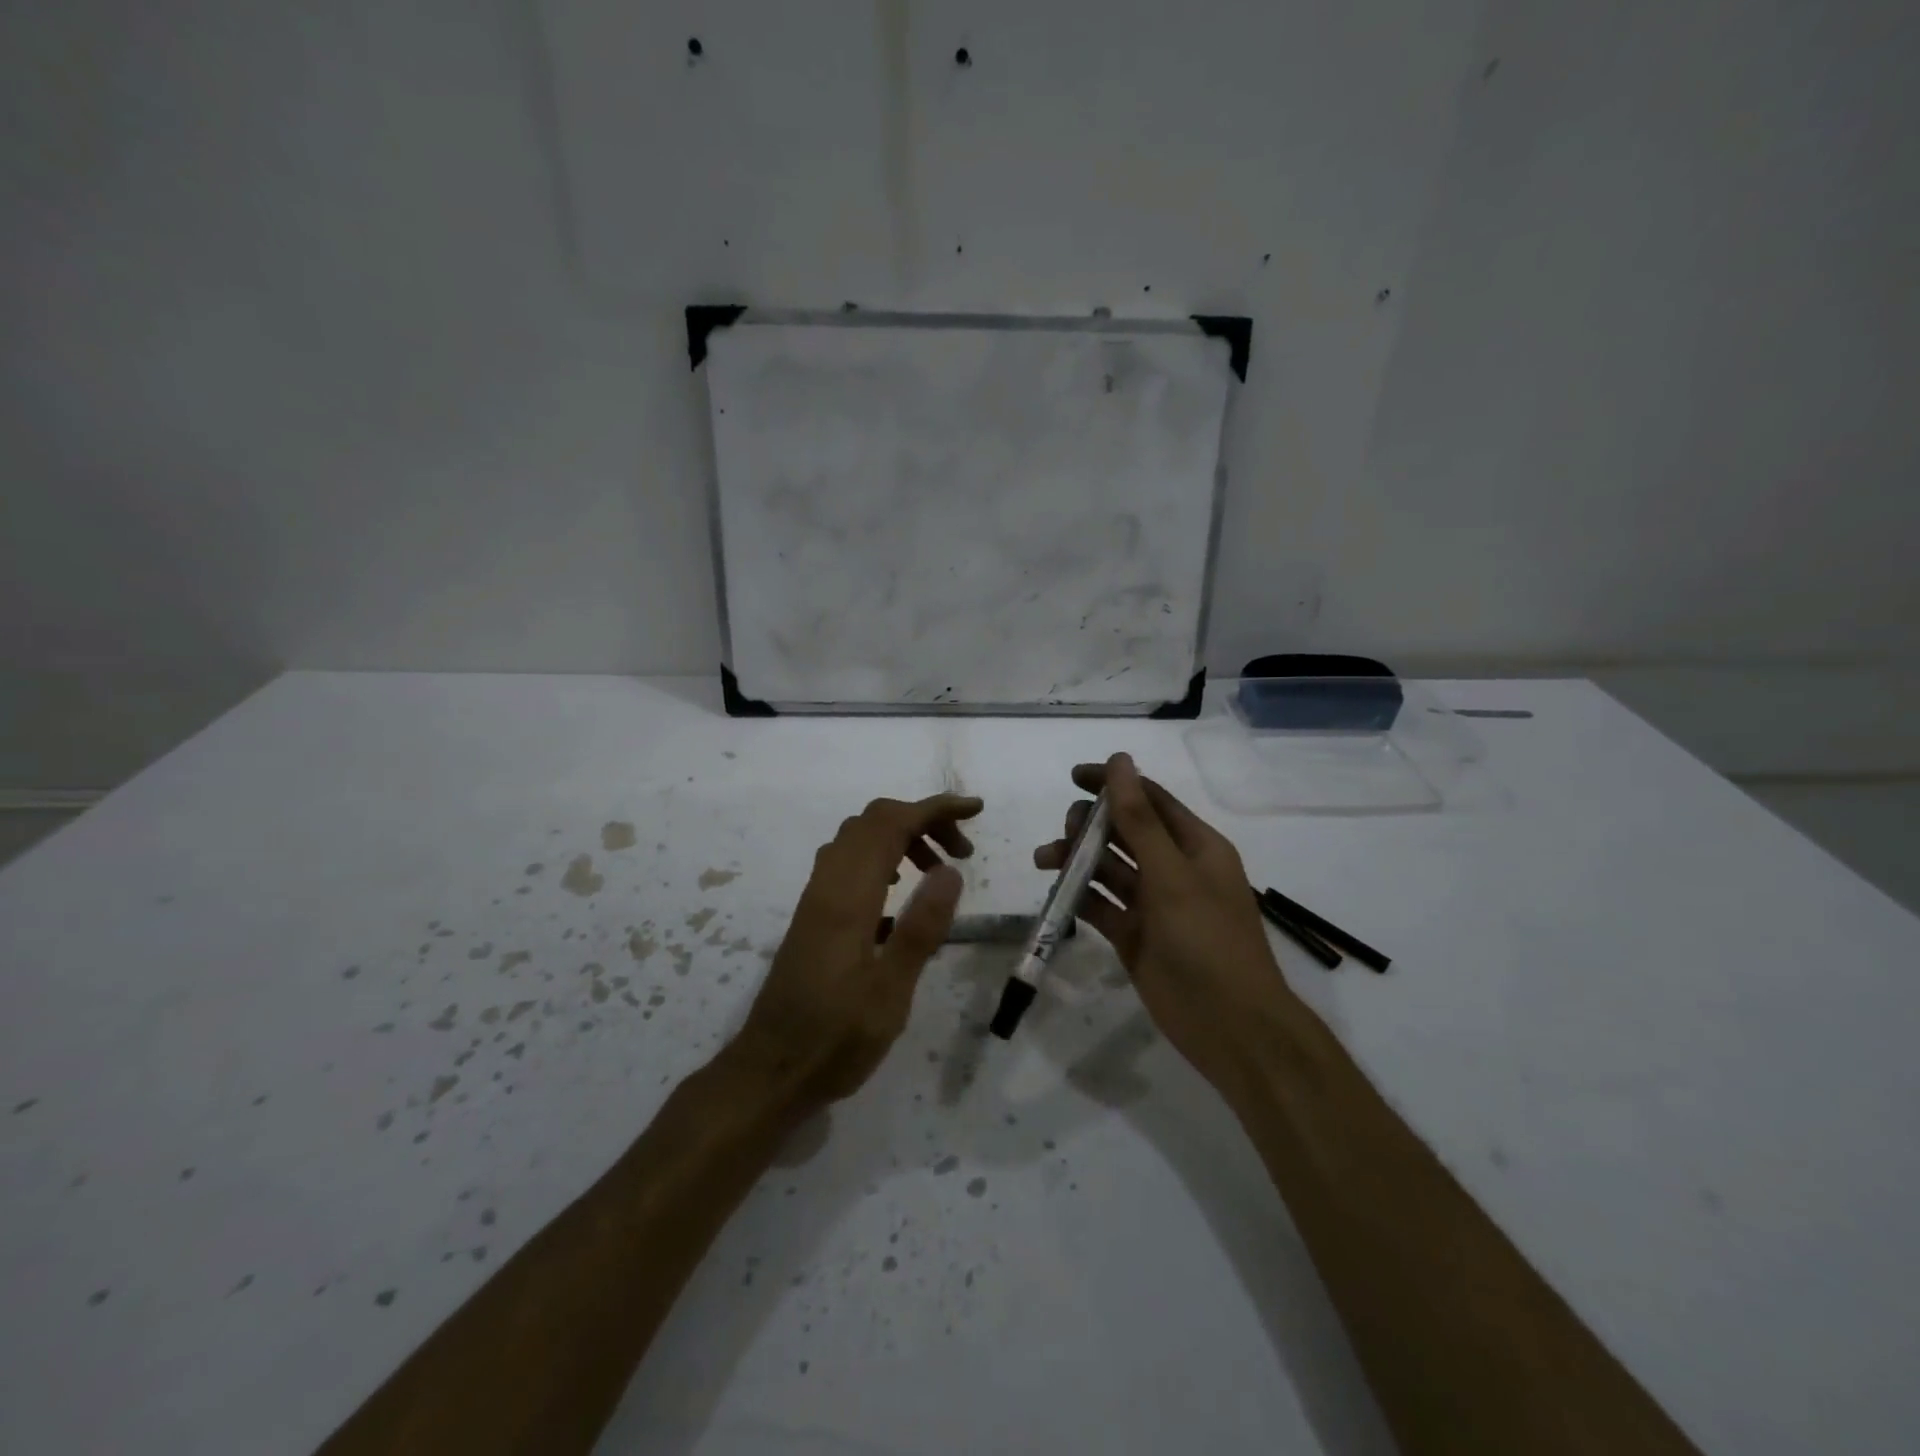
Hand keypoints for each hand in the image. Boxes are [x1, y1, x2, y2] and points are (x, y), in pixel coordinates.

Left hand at [726, 792, 982, 1110]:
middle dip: (922, 818)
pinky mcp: (812, 915)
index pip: (890, 825)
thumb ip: (920, 930)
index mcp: (847, 898)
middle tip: (962, 850)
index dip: (934, 809)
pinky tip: (898, 892)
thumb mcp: (890, 993)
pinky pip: (847, 861)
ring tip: (938, 870)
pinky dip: (880, 856)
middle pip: (872, 821)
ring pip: (857, 838)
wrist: (769, 1071)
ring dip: (900, 836)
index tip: (976, 810)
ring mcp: (815, 899)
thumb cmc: (835, 1040)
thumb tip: (949, 870)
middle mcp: (827, 886)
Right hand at [1033, 753, 1296, 1093]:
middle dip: (1091, 825)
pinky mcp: (1133, 935)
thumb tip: (1119, 761)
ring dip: (1077, 859)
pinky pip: (1100, 905)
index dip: (1114, 784)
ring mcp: (1152, 904)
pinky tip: (1055, 892)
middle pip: (1124, 832)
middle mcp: (1173, 869)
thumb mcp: (1172, 874)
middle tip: (1067, 832)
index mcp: (1195, 846)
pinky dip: (1078, 896)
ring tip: (1045, 859)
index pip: (1149, 800)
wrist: (1230, 1026)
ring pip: (1107, 868)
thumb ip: (1140, 819)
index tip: (1074, 777)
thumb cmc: (1208, 940)